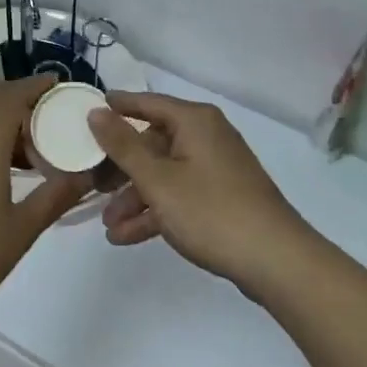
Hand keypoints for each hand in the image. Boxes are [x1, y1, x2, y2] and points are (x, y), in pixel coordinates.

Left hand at [0, 79, 87, 327]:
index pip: (10, 96)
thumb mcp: (20, 230)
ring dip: (3, 124)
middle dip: (20, 100)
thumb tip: (84, 175)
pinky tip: (0, 174)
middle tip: (52, 116)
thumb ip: (54, 198)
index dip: (35, 86)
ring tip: (33, 150)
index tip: (59, 85)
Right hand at [87, 91, 319, 294]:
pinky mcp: (222, 197)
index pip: (147, 103)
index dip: (118, 107)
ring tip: (108, 225)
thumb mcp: (157, 179)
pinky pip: (180, 195)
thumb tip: (96, 111)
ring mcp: (216, 169)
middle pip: (153, 143)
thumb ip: (122, 145)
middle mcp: (206, 137)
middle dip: (121, 170)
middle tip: (92, 184)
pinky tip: (127, 236)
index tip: (90, 110)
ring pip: (164, 174)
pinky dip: (156, 211)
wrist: (277, 262)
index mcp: (194, 122)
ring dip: (135, 198)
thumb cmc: (211, 211)